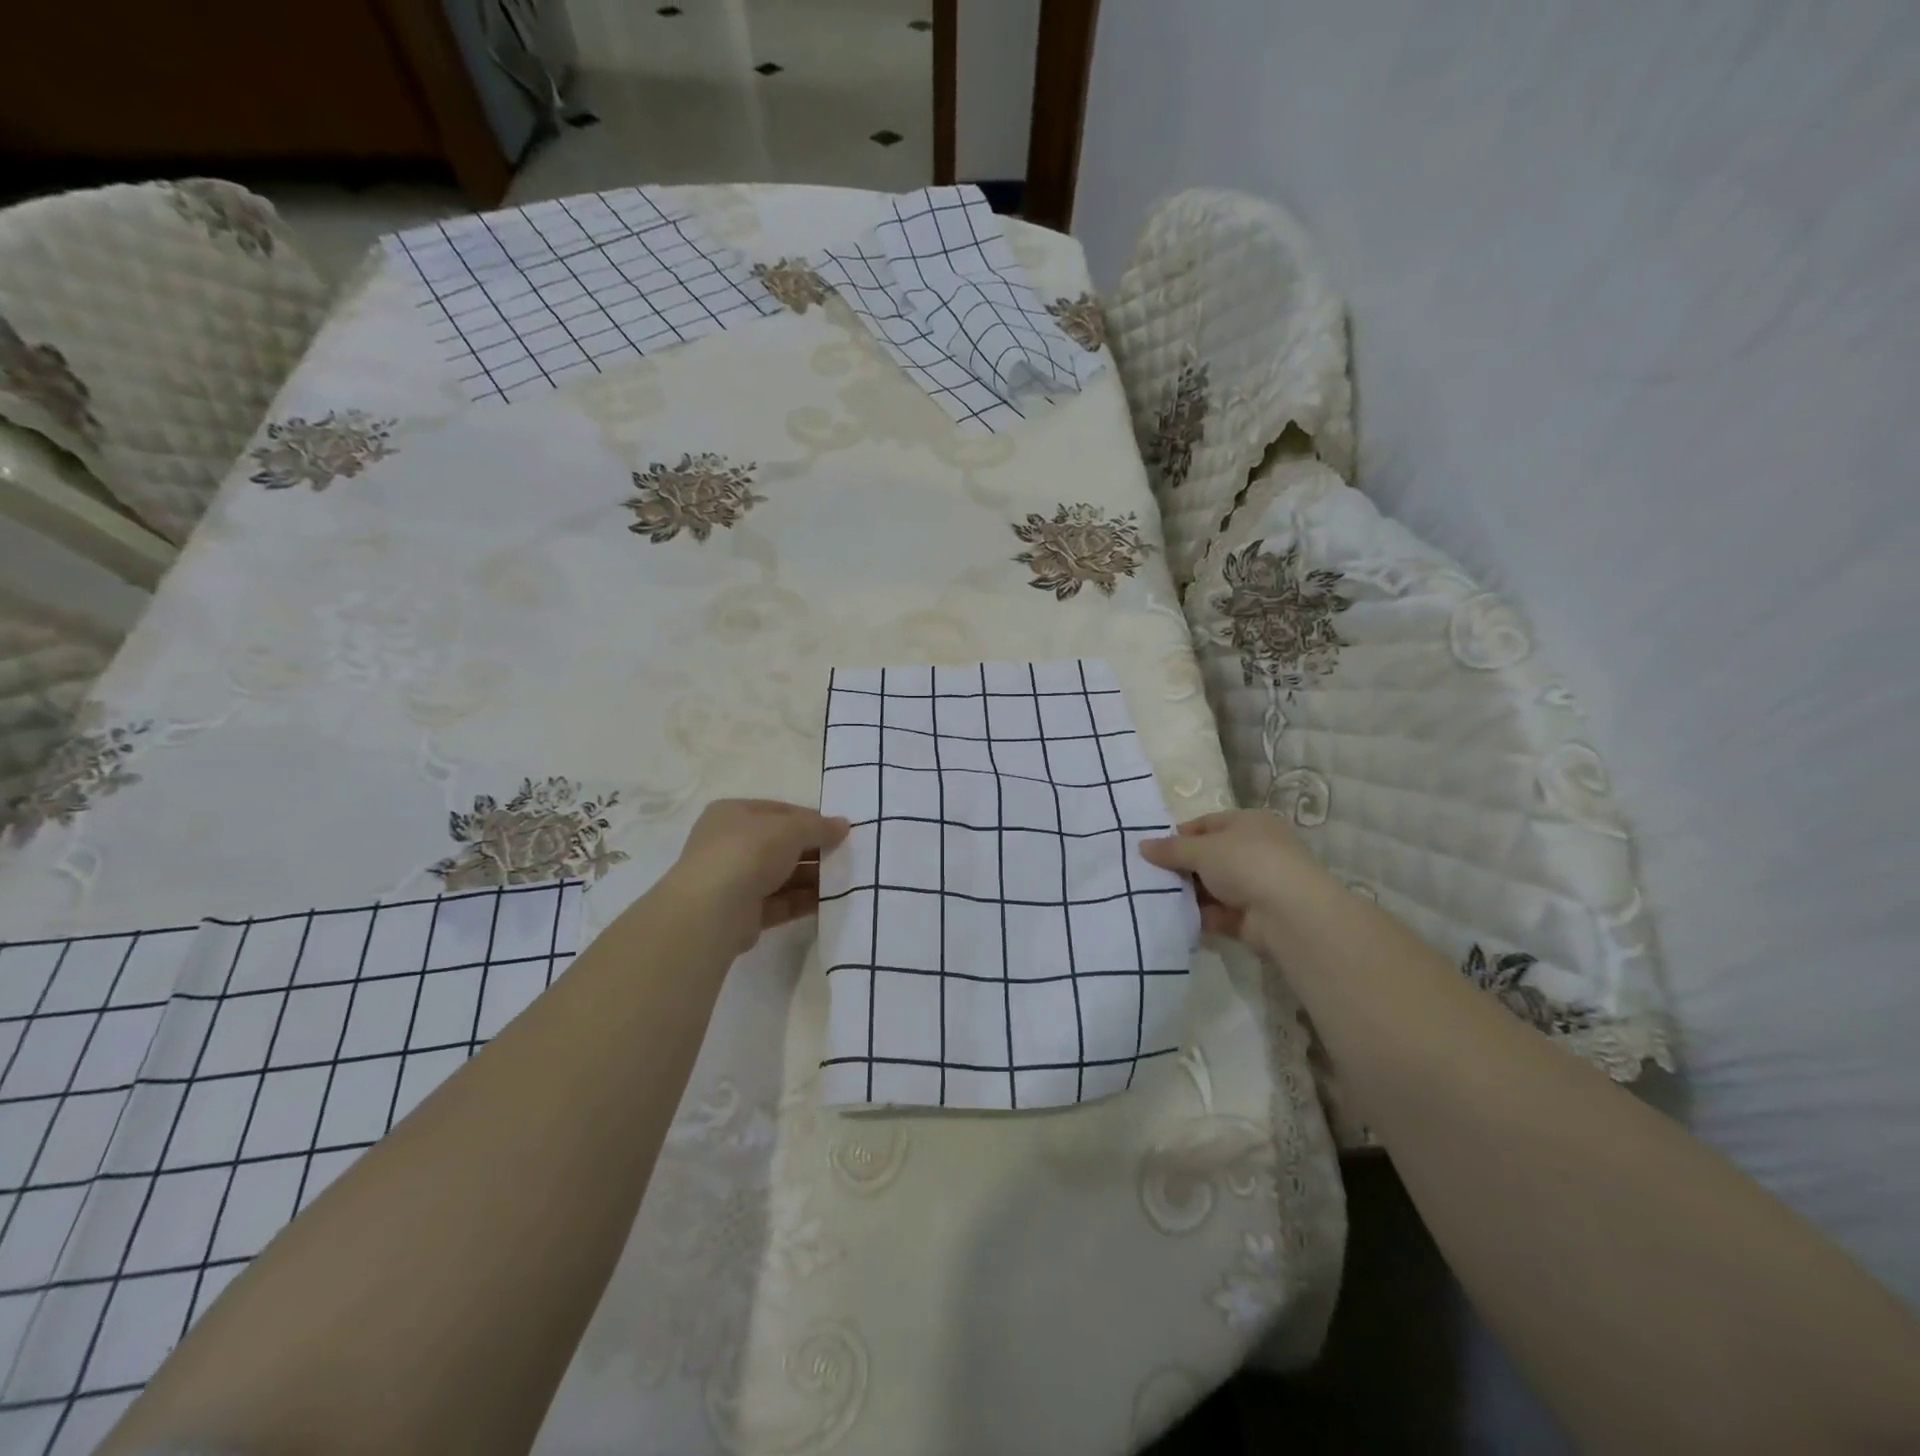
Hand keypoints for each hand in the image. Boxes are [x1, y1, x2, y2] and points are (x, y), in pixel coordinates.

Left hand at [662, 799, 849, 952]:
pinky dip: (803, 901)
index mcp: (733, 814)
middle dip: (814, 850)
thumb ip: (819, 826)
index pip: (779, 811)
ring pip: (782, 875)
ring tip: (844, 879)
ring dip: (812, 877)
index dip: (811, 819)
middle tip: (847, 856)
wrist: (712, 910)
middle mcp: (730, 844)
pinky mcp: (744, 913)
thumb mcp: (790, 829)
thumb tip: (844, 825)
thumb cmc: (748, 852)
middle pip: (781, 844)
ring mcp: (735, 880)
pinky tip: (830, 901)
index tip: (840, 830)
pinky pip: (780, 902)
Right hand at [1139, 810, 1333, 950]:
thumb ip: (1171, 848)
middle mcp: (1255, 851)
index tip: (1152, 850)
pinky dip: (1197, 917)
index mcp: (1249, 823)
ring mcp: (1255, 886)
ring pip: (1211, 887)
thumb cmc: (1246, 863)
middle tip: (1148, 876)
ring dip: (1187, 894)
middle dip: (1180, 867)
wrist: (1289, 914)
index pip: (1207, 824)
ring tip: (1153, 898)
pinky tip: (1172, 919)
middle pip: (1208, 857)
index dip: (1179, 836)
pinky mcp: (1251, 918)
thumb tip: (1142, 846)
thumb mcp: (1202, 849)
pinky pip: (1217, 914)